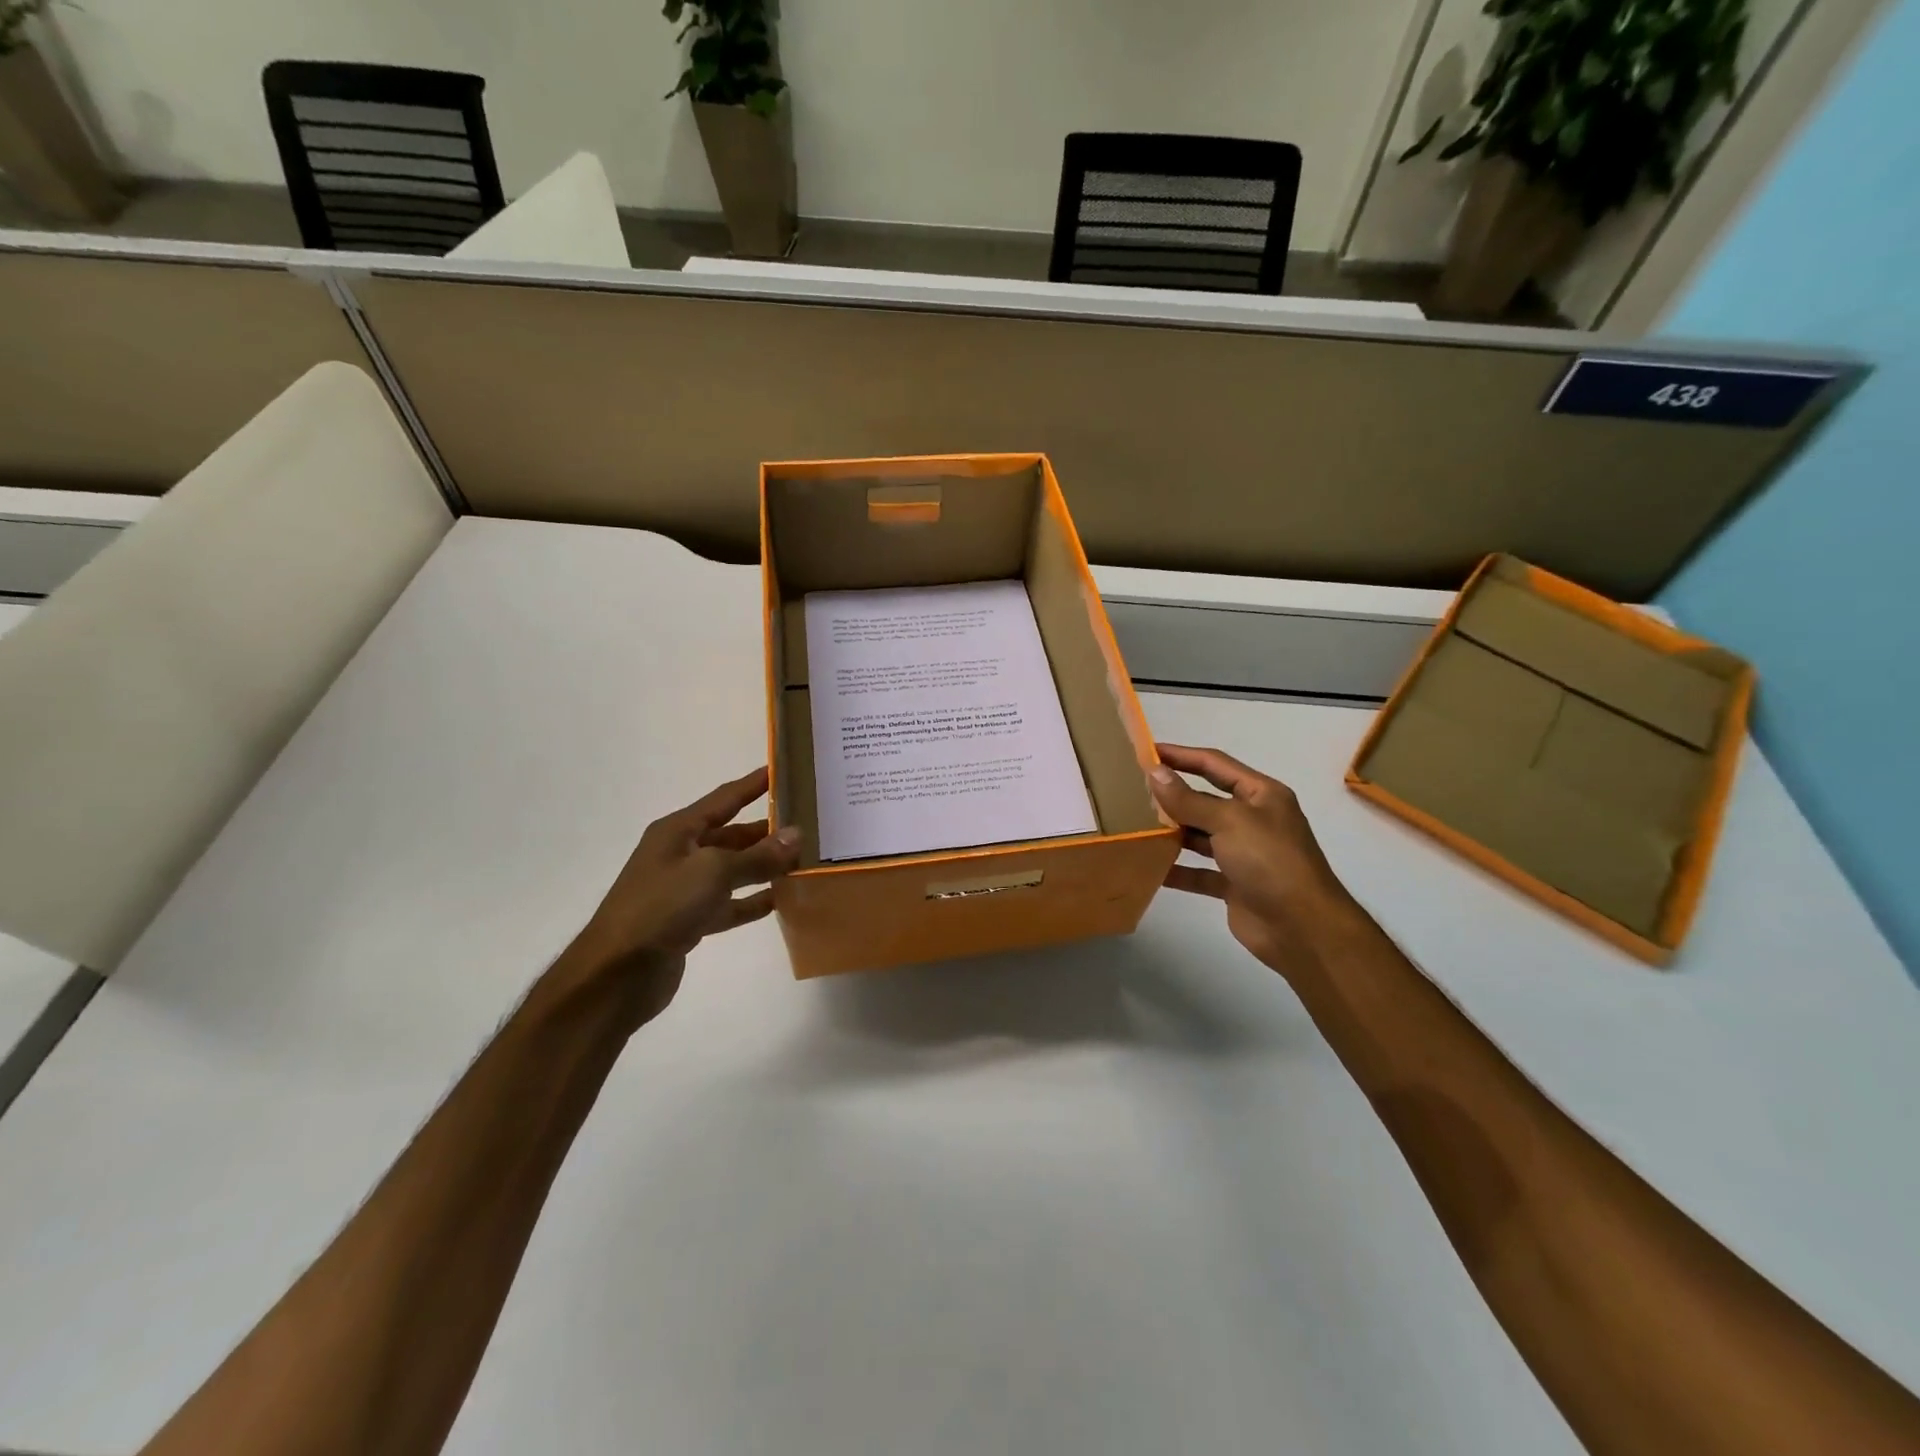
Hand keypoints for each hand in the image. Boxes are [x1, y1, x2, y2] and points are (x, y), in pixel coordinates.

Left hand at [563, 768, 800, 1027]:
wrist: (617, 974)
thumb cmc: (661, 907)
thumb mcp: (713, 872)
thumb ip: (758, 856)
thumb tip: (797, 835)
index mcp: (679, 831)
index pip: (725, 798)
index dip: (754, 784)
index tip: (784, 770)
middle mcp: (681, 854)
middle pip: (732, 835)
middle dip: (767, 830)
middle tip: (809, 823)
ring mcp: (684, 889)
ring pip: (733, 870)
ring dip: (764, 866)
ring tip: (803, 860)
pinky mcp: (690, 921)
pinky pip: (730, 904)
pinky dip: (753, 901)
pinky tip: (782, 900)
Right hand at [1149, 744, 1356, 974]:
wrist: (1303, 928)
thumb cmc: (1270, 861)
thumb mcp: (1229, 821)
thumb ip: (1189, 799)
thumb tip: (1155, 773)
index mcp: (1260, 795)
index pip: (1215, 764)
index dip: (1181, 755)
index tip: (1147, 752)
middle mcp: (1253, 820)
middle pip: (1205, 800)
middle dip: (1172, 795)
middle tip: (1132, 790)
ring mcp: (1244, 853)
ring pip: (1200, 836)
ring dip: (1171, 832)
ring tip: (1134, 826)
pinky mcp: (1234, 884)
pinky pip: (1199, 872)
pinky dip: (1177, 870)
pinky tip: (1149, 868)